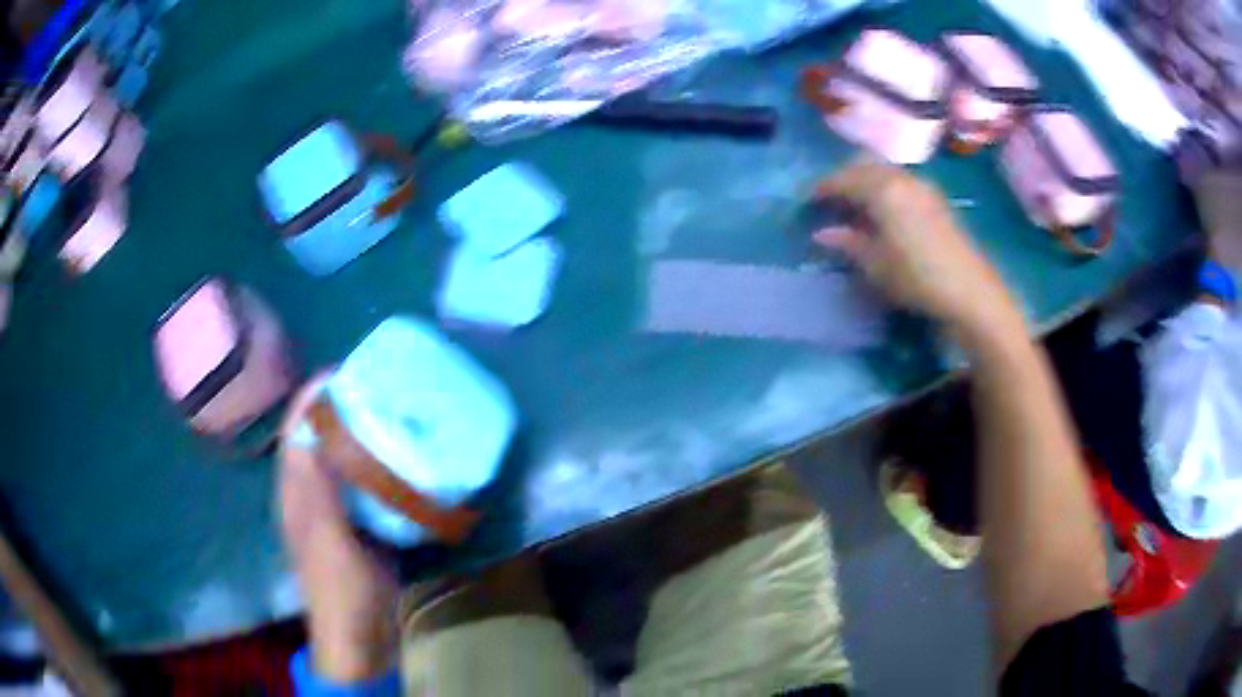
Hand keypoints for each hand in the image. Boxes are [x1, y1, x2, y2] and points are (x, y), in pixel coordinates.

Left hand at [278, 374, 399, 682]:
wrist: (363, 634)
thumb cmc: (339, 587)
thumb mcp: (326, 539)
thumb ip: (316, 489)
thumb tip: (310, 428)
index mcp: (296, 490)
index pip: (297, 430)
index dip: (312, 397)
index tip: (343, 370)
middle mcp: (313, 490)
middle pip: (322, 437)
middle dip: (343, 407)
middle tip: (379, 385)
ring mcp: (339, 507)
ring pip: (347, 457)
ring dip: (365, 432)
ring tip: (396, 410)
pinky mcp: (363, 522)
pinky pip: (370, 482)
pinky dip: (383, 464)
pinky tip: (407, 456)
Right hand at [813, 161, 1019, 336]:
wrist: (970, 292)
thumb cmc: (917, 278)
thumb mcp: (876, 265)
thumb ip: (847, 243)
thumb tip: (822, 234)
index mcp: (882, 189)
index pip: (842, 179)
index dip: (821, 188)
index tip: (805, 201)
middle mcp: (902, 178)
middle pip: (864, 167)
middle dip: (843, 179)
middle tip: (829, 201)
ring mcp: (923, 186)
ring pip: (884, 172)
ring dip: (865, 182)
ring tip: (855, 207)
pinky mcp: (936, 200)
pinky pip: (901, 182)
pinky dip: (885, 189)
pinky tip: (883, 212)